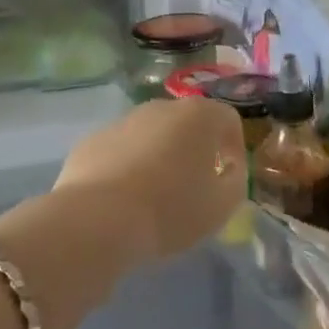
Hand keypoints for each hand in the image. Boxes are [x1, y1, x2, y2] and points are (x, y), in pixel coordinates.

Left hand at [51, 97, 247, 263]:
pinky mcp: (92, 140)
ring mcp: (123, 121)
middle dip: (195, 149)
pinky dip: (127, 166)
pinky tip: (123, 199)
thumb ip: (235, 181)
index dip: (234, 147)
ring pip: (152, 135)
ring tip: (155, 196)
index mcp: (198, 116)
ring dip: (160, 156)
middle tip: (194, 186)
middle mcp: (161, 108)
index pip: (228, 119)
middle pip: (188, 123)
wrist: (98, 220)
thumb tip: (228, 170)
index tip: (229, 177)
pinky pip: (121, 150)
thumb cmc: (171, 209)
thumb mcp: (222, 205)